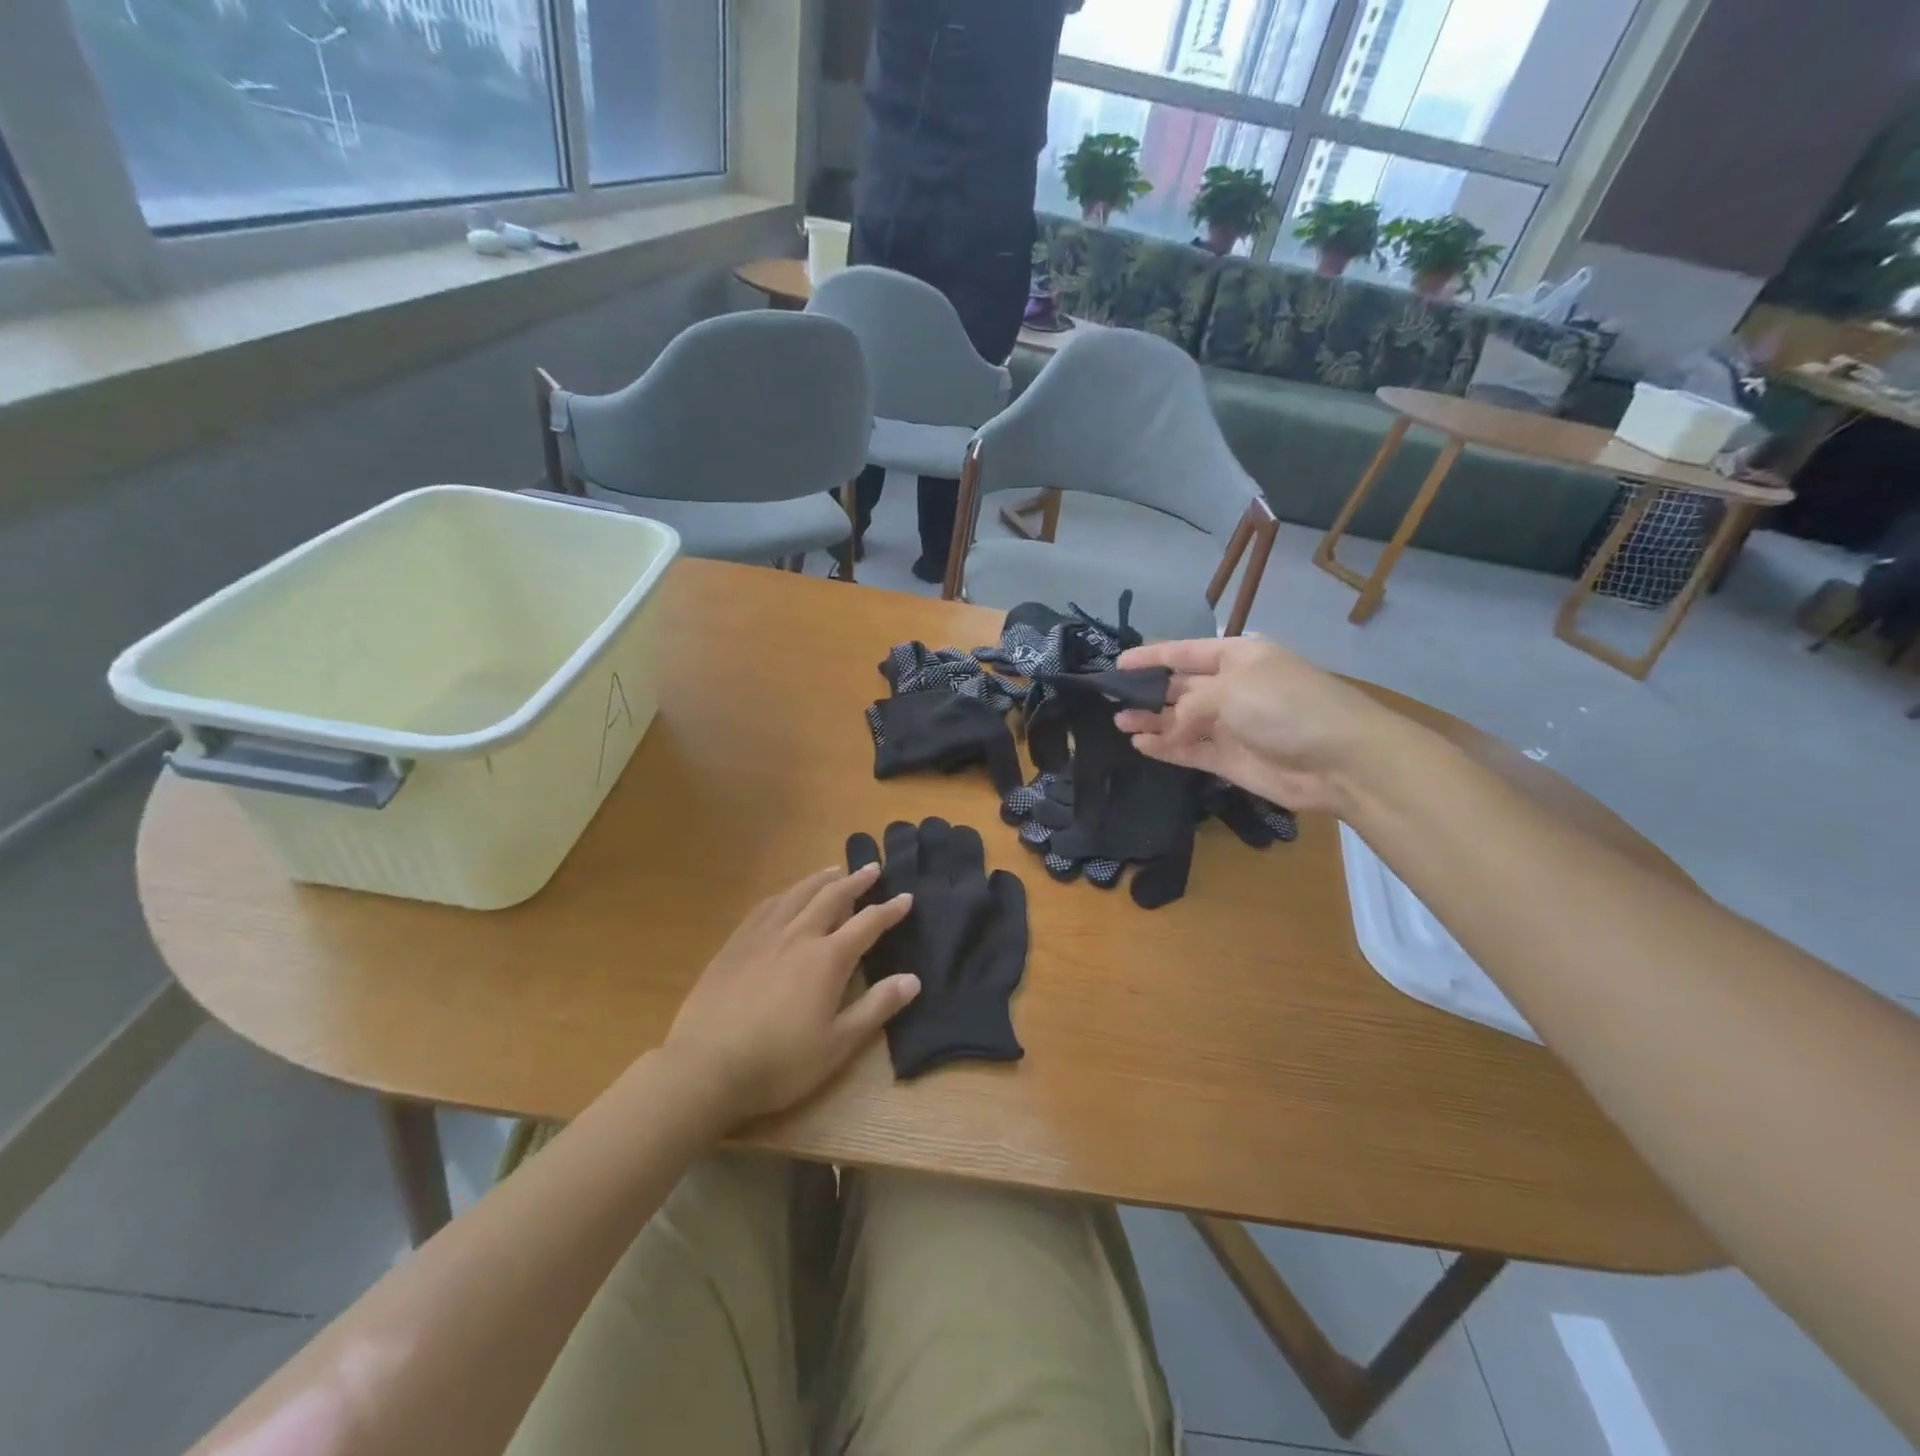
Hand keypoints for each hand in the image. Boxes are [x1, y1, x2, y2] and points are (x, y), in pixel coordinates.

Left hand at [665, 865, 917, 1122]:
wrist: (705, 1067)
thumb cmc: (779, 1063)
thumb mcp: (837, 1045)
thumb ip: (876, 1008)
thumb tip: (913, 979)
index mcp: (827, 959)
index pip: (867, 924)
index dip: (889, 911)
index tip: (906, 898)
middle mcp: (798, 935)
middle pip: (832, 897)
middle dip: (856, 881)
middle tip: (873, 868)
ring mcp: (763, 936)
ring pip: (798, 894)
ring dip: (820, 880)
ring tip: (834, 871)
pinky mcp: (735, 944)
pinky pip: (766, 906)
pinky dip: (785, 893)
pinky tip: (787, 895)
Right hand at [1111, 637, 1399, 814]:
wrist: (1340, 760)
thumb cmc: (1285, 706)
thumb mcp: (1231, 688)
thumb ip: (1188, 704)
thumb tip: (1168, 727)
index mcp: (1237, 658)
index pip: (1184, 652)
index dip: (1151, 656)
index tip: (1117, 664)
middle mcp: (1231, 688)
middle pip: (1180, 687)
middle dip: (1147, 691)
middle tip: (1110, 699)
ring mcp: (1230, 725)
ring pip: (1180, 721)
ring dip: (1151, 721)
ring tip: (1119, 722)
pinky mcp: (1229, 759)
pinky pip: (1189, 749)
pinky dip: (1165, 747)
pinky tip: (1141, 743)